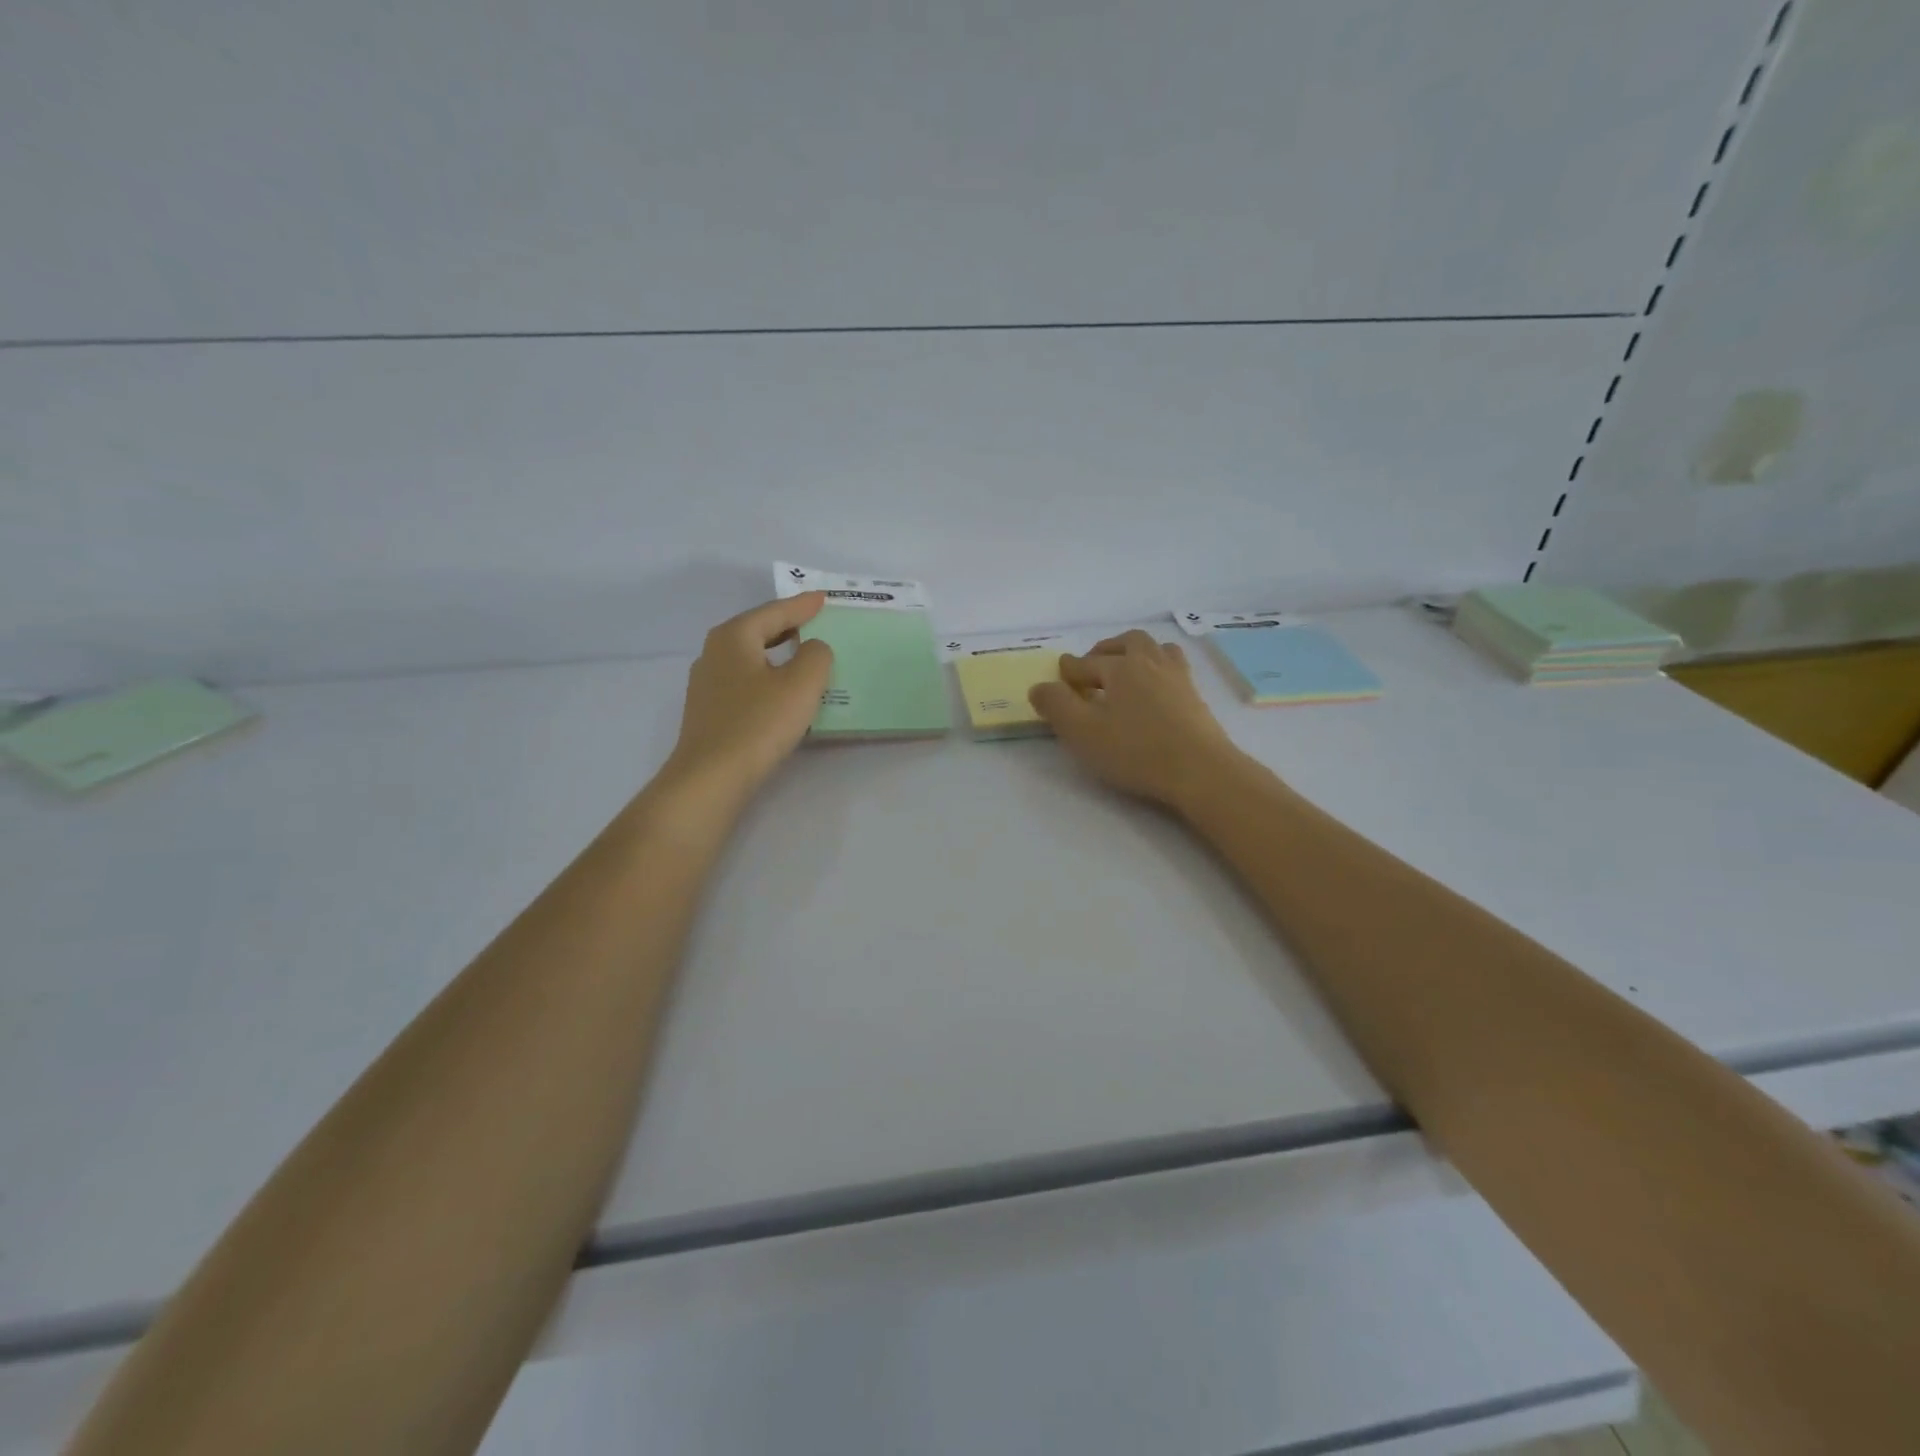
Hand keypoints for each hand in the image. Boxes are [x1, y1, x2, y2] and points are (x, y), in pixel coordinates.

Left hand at [663, 593, 832, 802]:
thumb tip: (812, 648)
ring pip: (750, 658)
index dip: (802, 605)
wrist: (711, 778)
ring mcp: (707, 684)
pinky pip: (746, 682)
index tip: (824, 598)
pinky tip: (782, 693)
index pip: (774, 611)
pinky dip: (768, 678)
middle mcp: (714, 653)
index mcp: (734, 636)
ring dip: (777, 654)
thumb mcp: (802, 684)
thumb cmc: (759, 723)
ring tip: (804, 656)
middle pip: (757, 630)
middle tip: (816, 622)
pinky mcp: (710, 712)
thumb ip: (816, 655)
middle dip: (787, 626)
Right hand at [1029, 629, 1244, 810]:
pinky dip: (1158, 668)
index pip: (1087, 663)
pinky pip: (1175, 668)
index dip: (1069, 670)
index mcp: (1121, 667)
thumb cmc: (1135, 751)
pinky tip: (1155, 688)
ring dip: (1137, 652)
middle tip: (1093, 664)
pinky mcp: (1196, 697)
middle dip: (1106, 649)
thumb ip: (1056, 706)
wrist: (1200, 770)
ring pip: (1156, 649)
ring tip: (1126, 669)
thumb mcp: (1083, 732)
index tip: (1060, 675)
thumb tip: (1039, 687)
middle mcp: (1150, 663)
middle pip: (1128, 642)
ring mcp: (1178, 678)